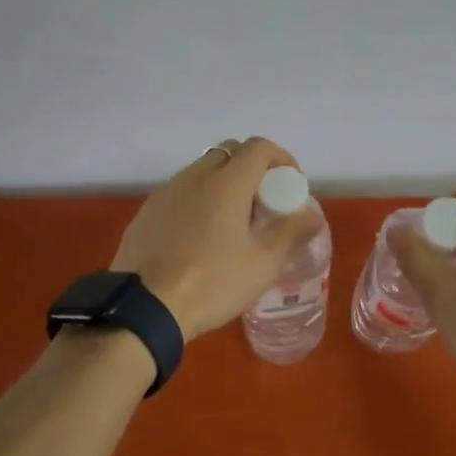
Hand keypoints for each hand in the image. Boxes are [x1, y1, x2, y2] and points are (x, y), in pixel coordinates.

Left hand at [111, 138, 319, 339]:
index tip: (290, 185)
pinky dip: (197, 201)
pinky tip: (199, 237)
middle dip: (251, 168)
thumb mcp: (262, 264)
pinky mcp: (146, 212)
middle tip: (262, 202)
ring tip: (231, 222)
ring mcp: (165, 192)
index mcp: (226, 183)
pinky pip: (179, 193)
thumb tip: (312, 214)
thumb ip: (291, 233)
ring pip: (201, 171)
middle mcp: (194, 177)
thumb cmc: (212, 283)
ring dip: (222, 183)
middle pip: (228, 152)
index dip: (281, 159)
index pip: (258, 148)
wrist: (144, 308)